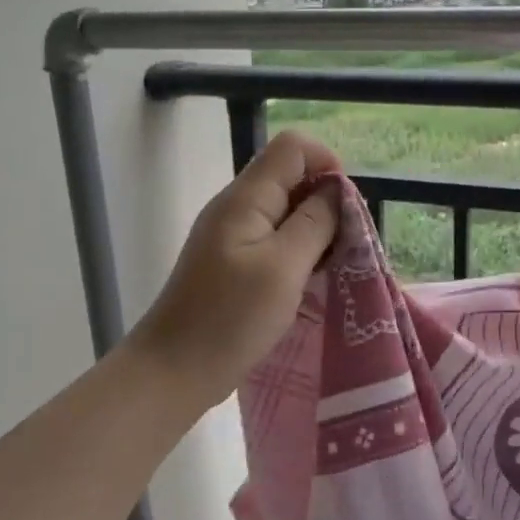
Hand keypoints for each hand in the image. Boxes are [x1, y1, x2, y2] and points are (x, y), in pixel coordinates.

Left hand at [127, 131, 340, 412]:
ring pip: (284, 210)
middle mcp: (236, 206)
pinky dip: (298, 250)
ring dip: (314, 229)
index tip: (346, 208)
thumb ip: (314, 223)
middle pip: (289, 176)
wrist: (173, 371)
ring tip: (331, 265)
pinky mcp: (232, 262)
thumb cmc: (231, 319)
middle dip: (325, 200)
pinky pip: (273, 238)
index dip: (327, 164)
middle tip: (344, 244)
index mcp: (245, 198)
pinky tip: (308, 280)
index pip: (293, 147)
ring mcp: (231, 235)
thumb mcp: (284, 268)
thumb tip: (335, 190)